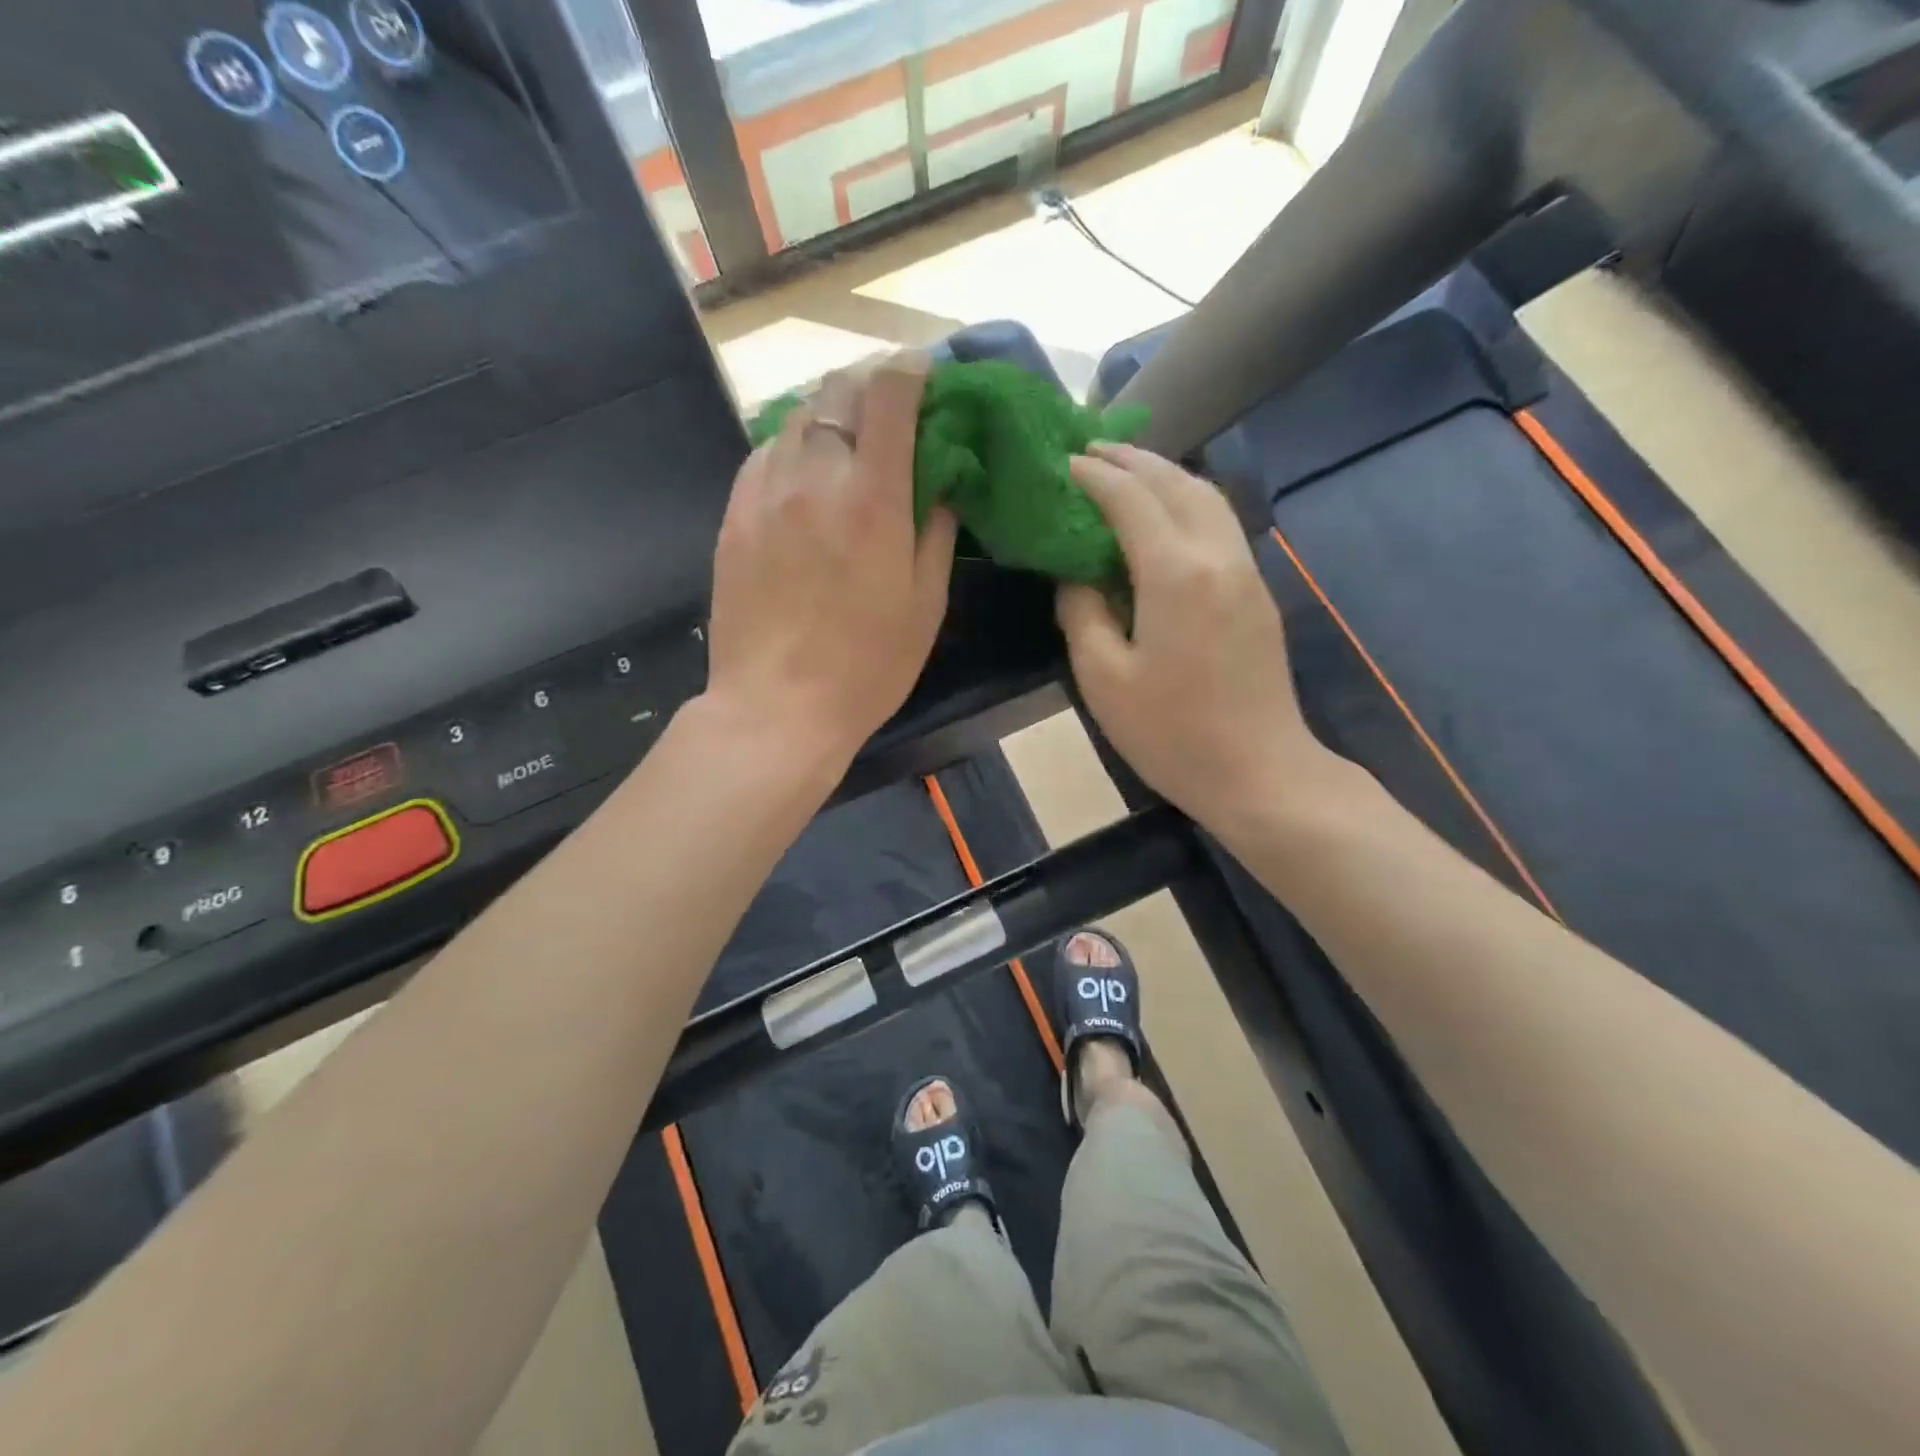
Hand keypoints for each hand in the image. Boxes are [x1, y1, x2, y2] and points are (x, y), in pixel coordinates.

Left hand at [705, 353, 958, 773]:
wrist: (777, 707)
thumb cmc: (868, 666)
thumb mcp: (926, 604)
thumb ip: (937, 529)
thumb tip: (943, 482)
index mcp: (872, 498)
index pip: (889, 394)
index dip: (911, 370)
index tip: (926, 373)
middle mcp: (814, 476)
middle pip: (838, 390)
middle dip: (869, 387)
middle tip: (890, 413)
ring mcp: (764, 491)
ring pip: (797, 418)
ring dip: (830, 417)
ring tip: (847, 447)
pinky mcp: (733, 514)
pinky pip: (766, 455)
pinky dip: (794, 450)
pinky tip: (805, 482)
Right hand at [1056, 443, 1326, 829]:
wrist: (1259, 772)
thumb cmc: (1172, 733)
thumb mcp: (1104, 679)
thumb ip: (1082, 614)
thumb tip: (1076, 577)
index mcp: (1175, 573)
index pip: (1130, 499)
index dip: (1094, 476)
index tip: (1062, 463)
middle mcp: (1217, 556)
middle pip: (1177, 482)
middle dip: (1133, 460)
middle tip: (1091, 451)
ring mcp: (1246, 571)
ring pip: (1208, 497)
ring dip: (1166, 474)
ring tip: (1127, 472)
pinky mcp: (1257, 592)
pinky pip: (1221, 524)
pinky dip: (1188, 502)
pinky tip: (1165, 517)